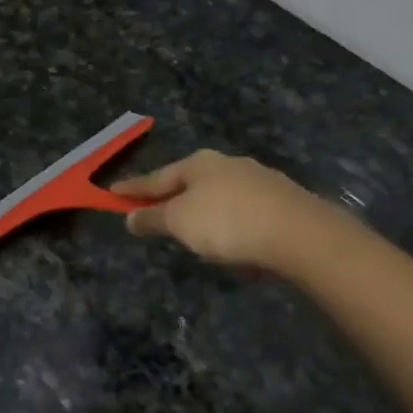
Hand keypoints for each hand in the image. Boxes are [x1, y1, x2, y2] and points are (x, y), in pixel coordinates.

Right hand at [112, 150, 329, 273]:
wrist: (300, 233)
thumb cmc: (227, 222)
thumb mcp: (180, 222)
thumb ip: (153, 218)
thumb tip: (130, 216)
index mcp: (199, 164)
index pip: (156, 177)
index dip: (133, 188)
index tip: (112, 193)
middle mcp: (229, 164)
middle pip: (190, 184)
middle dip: (173, 199)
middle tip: (155, 215)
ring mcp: (259, 181)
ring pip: (220, 198)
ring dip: (205, 215)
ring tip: (197, 239)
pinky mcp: (282, 203)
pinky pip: (245, 216)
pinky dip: (232, 228)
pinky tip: (235, 248)